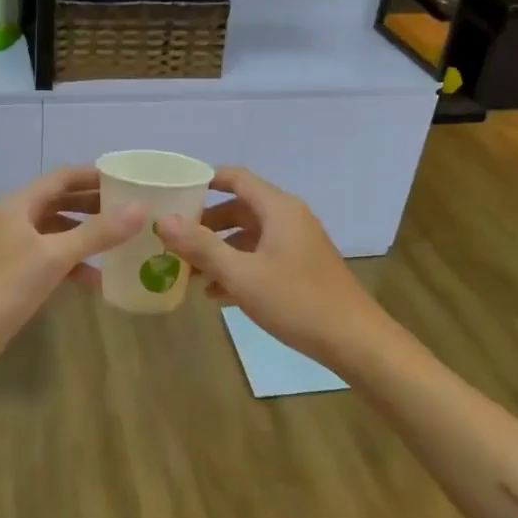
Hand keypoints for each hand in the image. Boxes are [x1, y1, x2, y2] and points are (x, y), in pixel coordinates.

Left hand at [0, 167, 142, 376]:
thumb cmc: (5, 288)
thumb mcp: (55, 257)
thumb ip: (97, 232)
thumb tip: (140, 208)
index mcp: (19, 204)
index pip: (63, 177)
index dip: (95, 175)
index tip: (128, 181)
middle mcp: (16, 218)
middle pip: (61, 200)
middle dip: (94, 204)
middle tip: (130, 210)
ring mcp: (14, 245)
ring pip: (58, 229)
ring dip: (87, 233)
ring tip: (121, 240)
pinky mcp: (16, 271)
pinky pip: (51, 256)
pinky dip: (74, 262)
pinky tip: (96, 278)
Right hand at [153, 167, 393, 370]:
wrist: (353, 340)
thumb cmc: (296, 301)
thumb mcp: (241, 274)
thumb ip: (201, 246)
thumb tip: (163, 220)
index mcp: (278, 209)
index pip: (236, 178)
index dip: (204, 180)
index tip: (173, 192)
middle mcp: (289, 218)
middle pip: (240, 208)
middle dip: (206, 223)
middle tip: (173, 238)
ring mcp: (297, 244)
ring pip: (249, 236)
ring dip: (219, 249)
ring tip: (188, 270)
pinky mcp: (301, 268)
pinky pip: (261, 257)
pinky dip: (238, 267)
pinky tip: (216, 294)